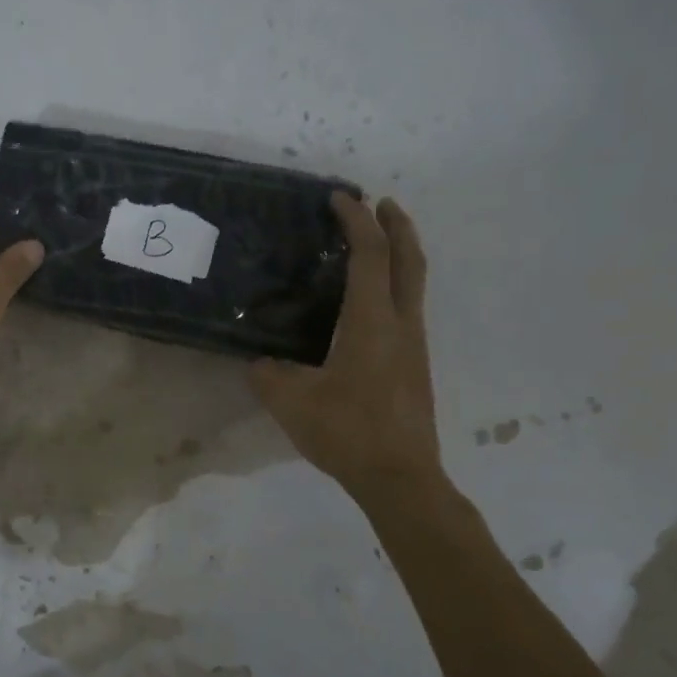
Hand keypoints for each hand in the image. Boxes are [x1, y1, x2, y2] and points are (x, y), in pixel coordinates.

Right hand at [250, 192, 440, 496]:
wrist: (400, 477)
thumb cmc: (348, 431)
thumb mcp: (291, 401)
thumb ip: (268, 373)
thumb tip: (261, 362)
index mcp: (373, 322)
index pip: (369, 255)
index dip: (356, 221)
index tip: (339, 198)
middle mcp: (402, 324)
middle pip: (409, 260)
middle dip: (396, 226)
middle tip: (380, 203)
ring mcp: (414, 346)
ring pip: (414, 285)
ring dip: (399, 255)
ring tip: (374, 246)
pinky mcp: (415, 366)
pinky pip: (408, 308)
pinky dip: (394, 286)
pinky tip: (370, 304)